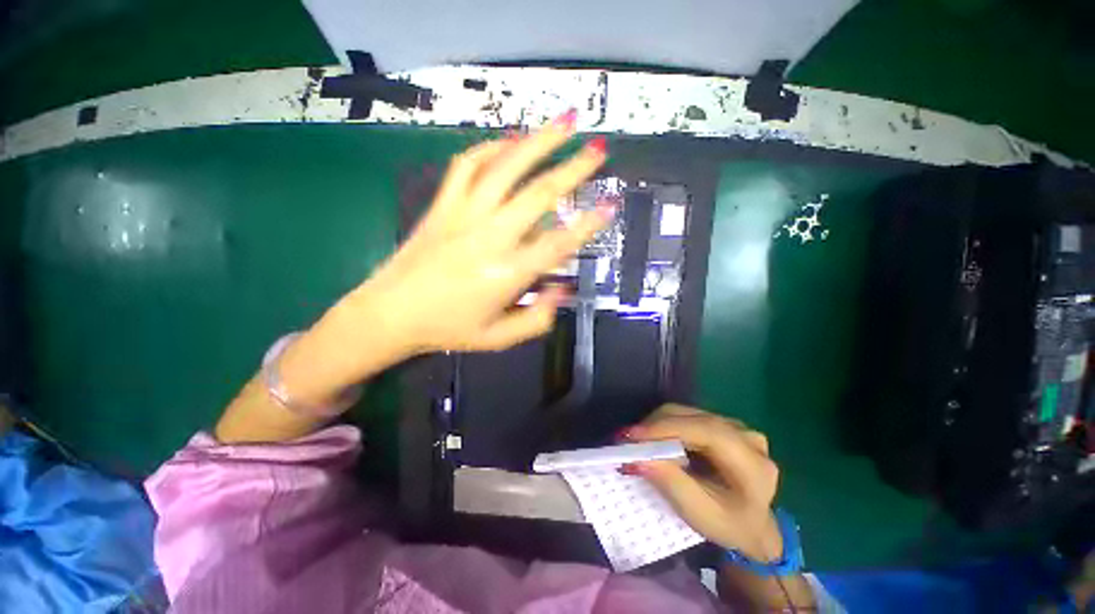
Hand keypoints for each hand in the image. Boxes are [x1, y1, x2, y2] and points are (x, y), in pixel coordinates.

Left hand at [340, 112, 609, 358]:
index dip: (589, 224)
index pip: (558, 244)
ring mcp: (463, 214)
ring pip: (505, 167)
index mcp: (507, 273)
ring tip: (565, 122)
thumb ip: (537, 319)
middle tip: (598, 149)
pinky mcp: (443, 205)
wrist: (390, 314)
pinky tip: (511, 140)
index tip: (611, 205)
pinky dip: (491, 147)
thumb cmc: (449, 329)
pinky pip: (467, 165)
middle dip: (573, 169)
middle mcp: (490, 237)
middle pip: (538, 194)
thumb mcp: (499, 338)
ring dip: (538, 142)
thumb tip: (563, 289)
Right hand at [621, 404, 782, 561]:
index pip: (707, 432)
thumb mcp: (700, 515)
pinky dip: (667, 425)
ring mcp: (736, 427)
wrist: (753, 525)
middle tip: (627, 440)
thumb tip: (638, 457)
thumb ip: (672, 484)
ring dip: (659, 424)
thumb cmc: (729, 525)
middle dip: (657, 426)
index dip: (668, 428)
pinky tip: (656, 440)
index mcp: (753, 464)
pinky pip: (688, 416)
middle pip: (694, 417)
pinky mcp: (723, 424)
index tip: (633, 436)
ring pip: (688, 413)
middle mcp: (747, 437)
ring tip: (639, 442)